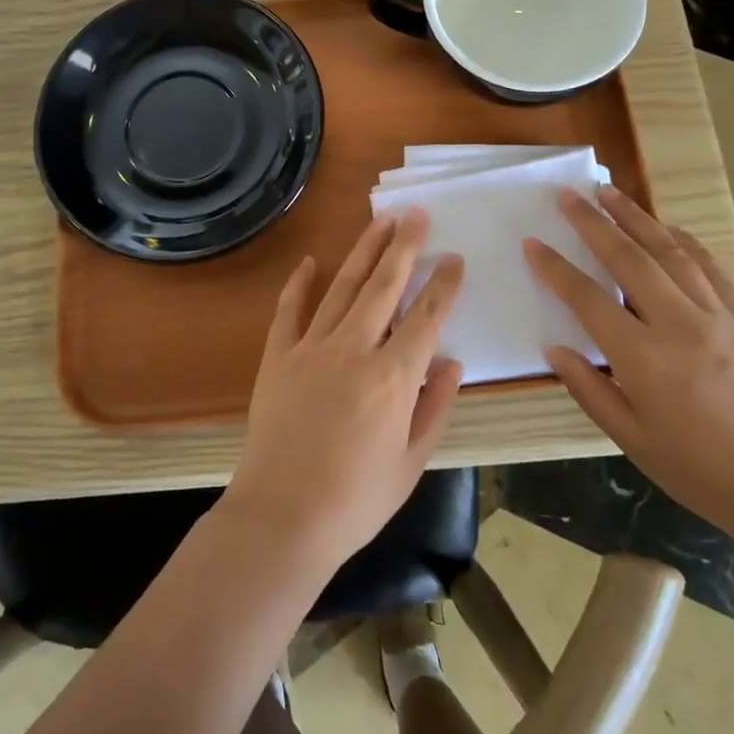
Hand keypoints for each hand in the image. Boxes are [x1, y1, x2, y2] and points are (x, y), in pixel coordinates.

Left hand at [224, 211, 465, 572]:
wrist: (282, 518)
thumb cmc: (355, 500)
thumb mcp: (411, 463)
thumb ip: (434, 407)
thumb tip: (451, 362)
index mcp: (393, 377)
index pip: (426, 318)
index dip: (443, 286)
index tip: (455, 260)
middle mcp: (354, 349)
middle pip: (384, 286)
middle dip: (405, 247)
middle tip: (418, 215)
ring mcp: (311, 348)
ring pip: (343, 287)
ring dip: (363, 251)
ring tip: (380, 222)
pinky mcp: (278, 357)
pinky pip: (290, 310)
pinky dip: (299, 284)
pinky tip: (309, 261)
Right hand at [524, 187, 733, 559]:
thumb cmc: (705, 475)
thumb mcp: (635, 442)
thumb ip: (590, 390)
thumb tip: (555, 350)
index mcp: (644, 359)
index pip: (588, 299)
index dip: (555, 268)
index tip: (532, 242)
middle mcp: (680, 325)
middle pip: (629, 259)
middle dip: (593, 222)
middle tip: (569, 195)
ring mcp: (720, 318)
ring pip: (671, 252)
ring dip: (637, 218)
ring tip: (610, 192)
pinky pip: (713, 269)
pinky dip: (686, 242)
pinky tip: (670, 229)